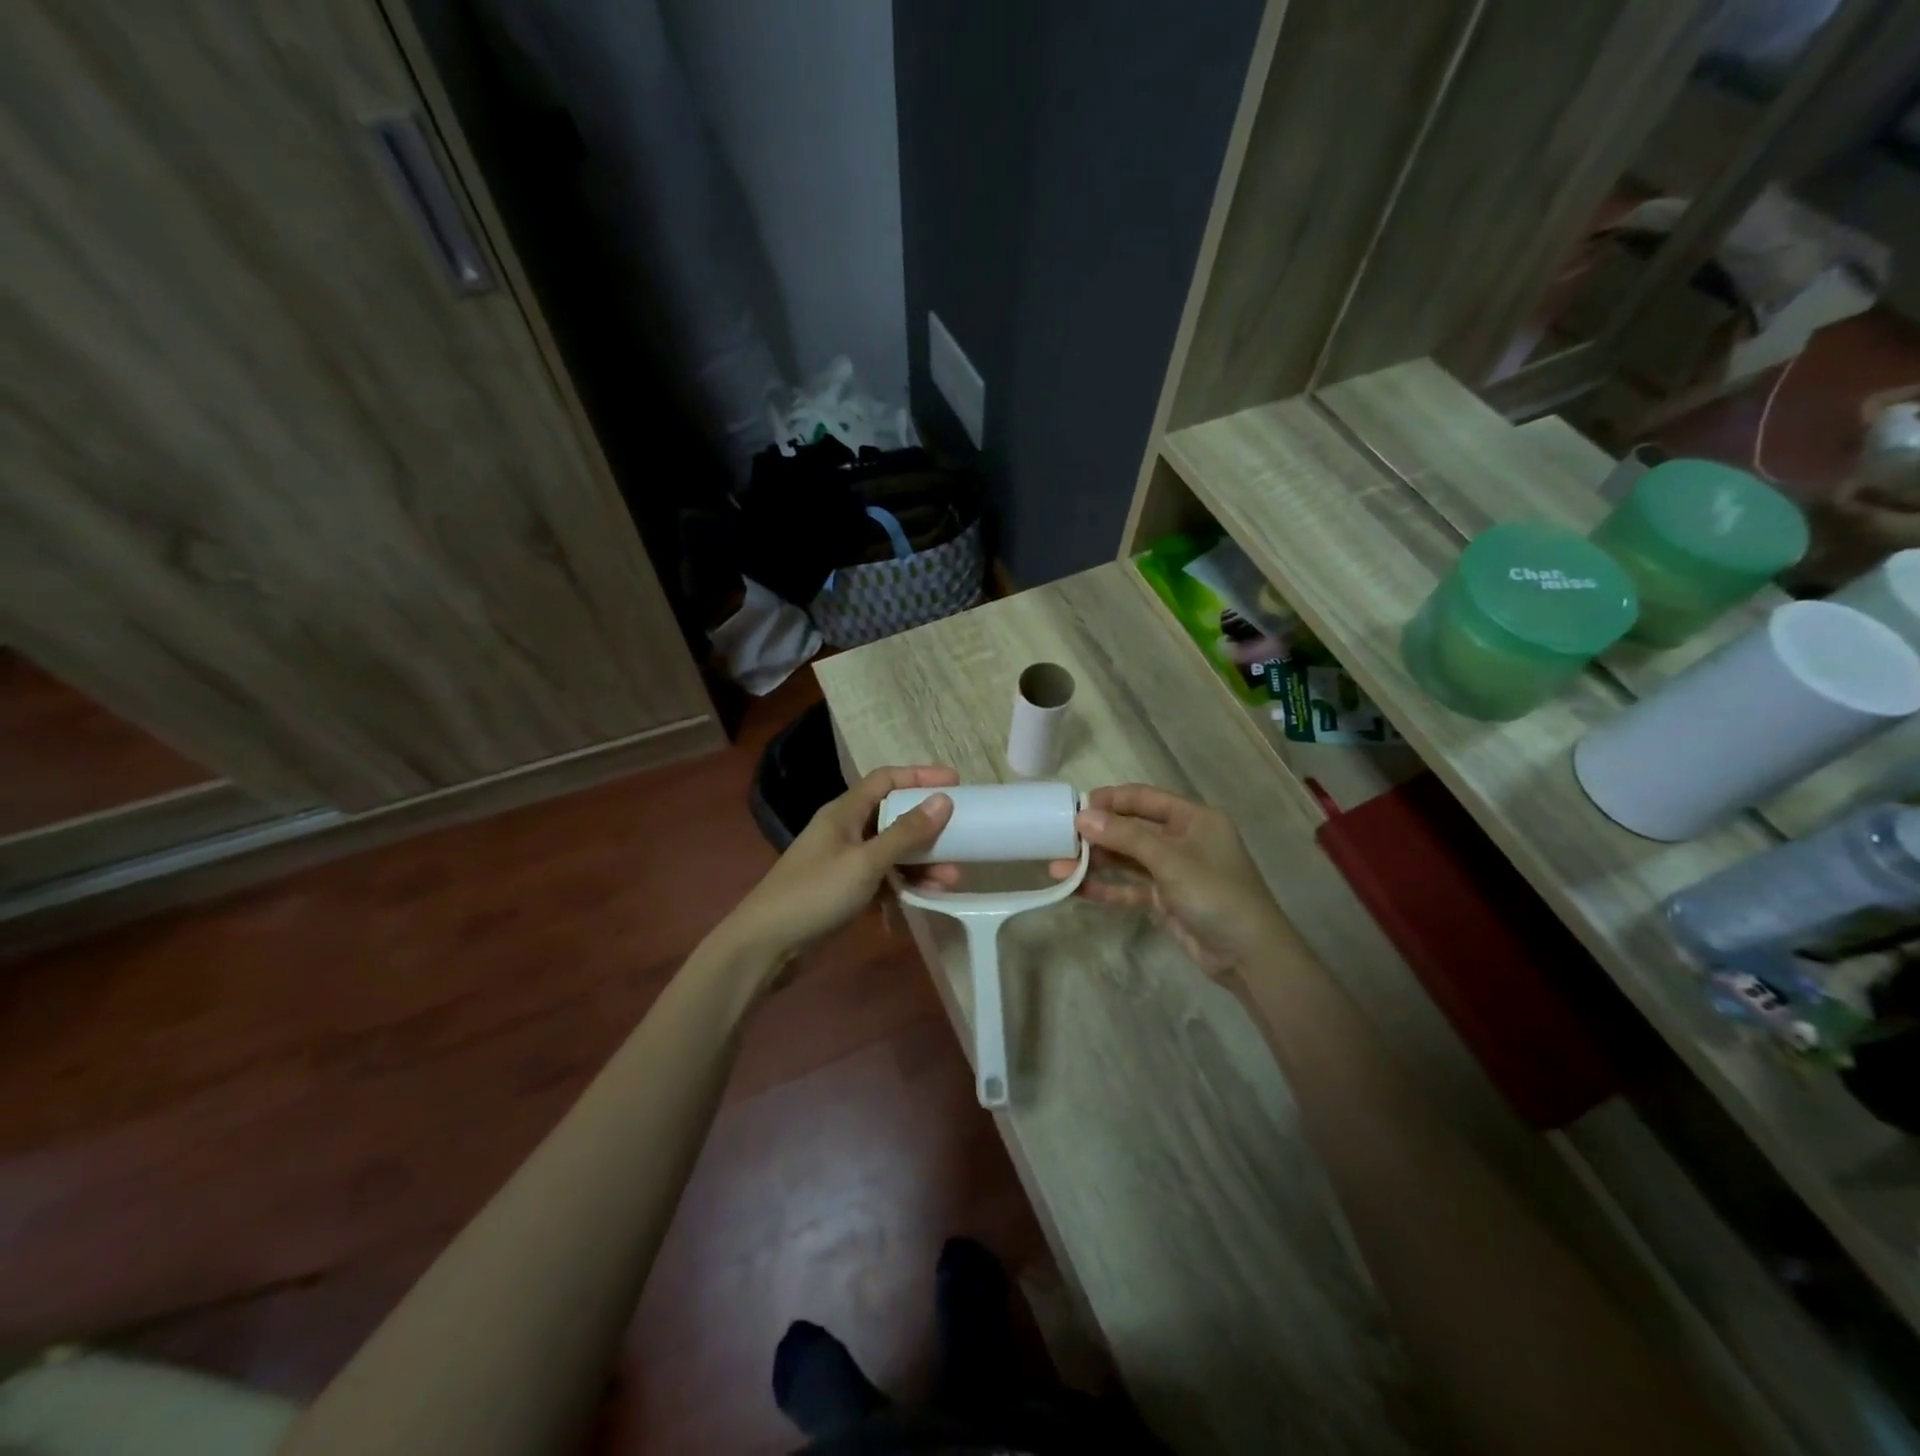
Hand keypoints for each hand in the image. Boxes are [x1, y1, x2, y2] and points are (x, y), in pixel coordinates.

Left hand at [724, 765, 959, 966]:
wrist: (766, 945)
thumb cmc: (815, 893)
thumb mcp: (866, 862)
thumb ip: (906, 832)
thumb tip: (944, 799)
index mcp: (844, 811)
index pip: (886, 779)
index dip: (920, 776)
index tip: (956, 781)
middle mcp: (846, 830)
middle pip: (894, 816)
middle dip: (929, 827)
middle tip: (963, 835)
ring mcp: (845, 862)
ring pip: (892, 852)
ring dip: (922, 862)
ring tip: (953, 878)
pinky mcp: (846, 891)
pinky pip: (884, 878)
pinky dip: (905, 884)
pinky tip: (928, 896)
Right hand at [1049, 784, 1283, 976]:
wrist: (1249, 956)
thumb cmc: (1216, 894)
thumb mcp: (1170, 860)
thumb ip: (1125, 837)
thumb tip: (1082, 817)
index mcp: (1193, 818)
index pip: (1144, 799)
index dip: (1110, 801)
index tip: (1075, 807)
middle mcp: (1182, 839)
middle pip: (1132, 830)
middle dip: (1096, 835)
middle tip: (1059, 839)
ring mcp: (1173, 871)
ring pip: (1127, 860)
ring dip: (1095, 863)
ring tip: (1057, 867)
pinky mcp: (1165, 899)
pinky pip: (1130, 888)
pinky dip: (1106, 889)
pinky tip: (1076, 890)